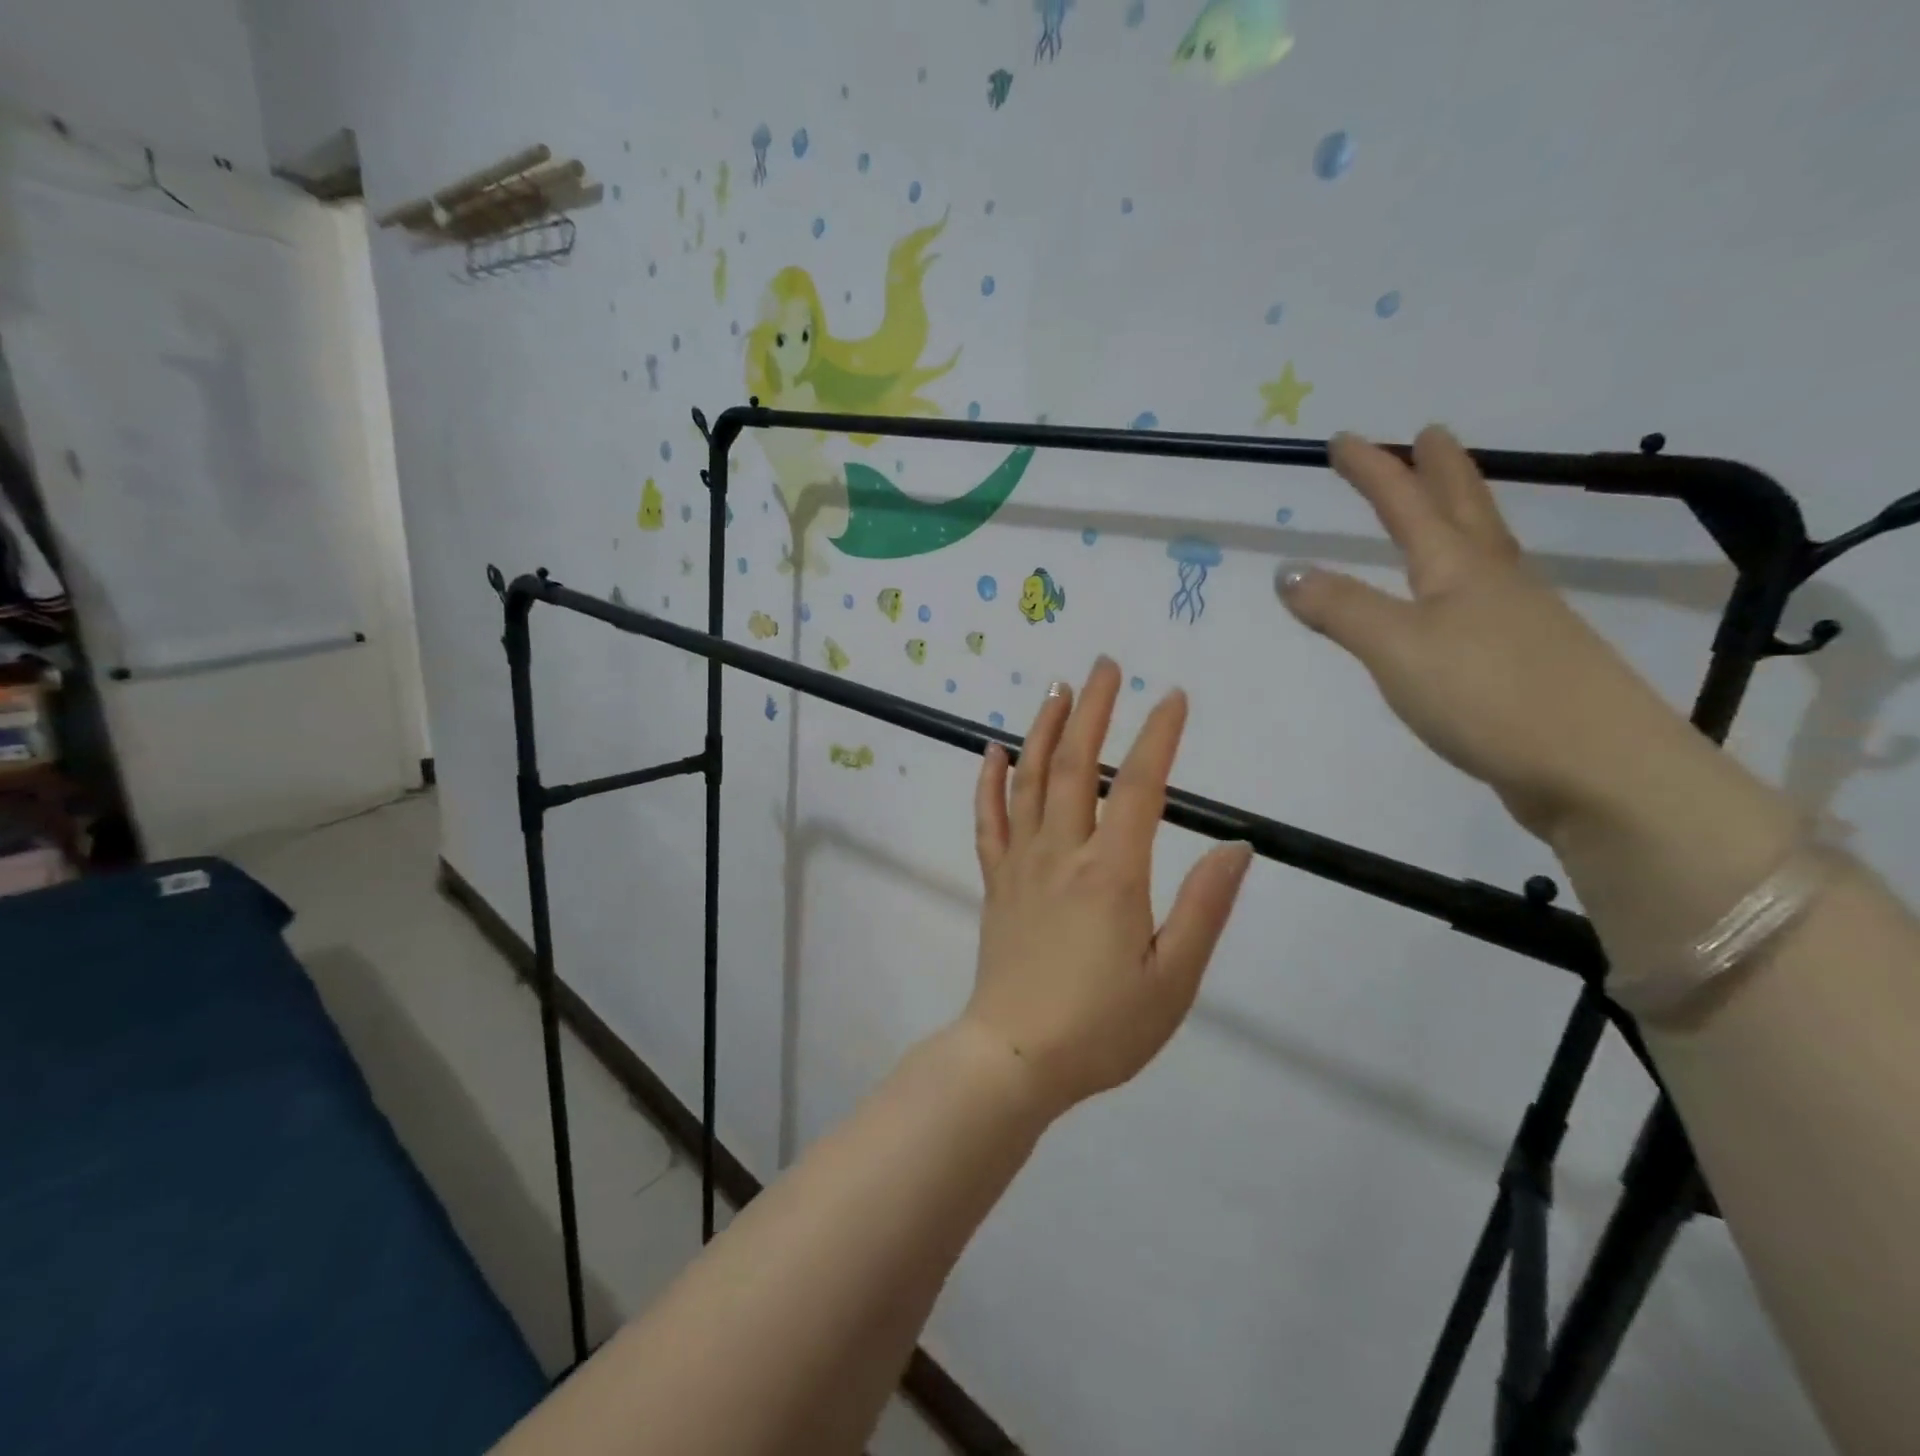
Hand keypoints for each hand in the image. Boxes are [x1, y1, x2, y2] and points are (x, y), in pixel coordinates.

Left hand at [966, 658, 1253, 1114]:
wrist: (1014, 1059)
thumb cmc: (1102, 1026)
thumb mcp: (1172, 979)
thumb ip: (1204, 908)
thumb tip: (1237, 847)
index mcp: (1111, 874)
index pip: (1138, 787)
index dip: (1158, 737)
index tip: (1173, 697)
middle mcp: (1061, 854)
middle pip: (1074, 766)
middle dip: (1092, 710)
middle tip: (1104, 666)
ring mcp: (1020, 864)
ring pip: (1028, 780)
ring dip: (1044, 729)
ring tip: (1057, 688)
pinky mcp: (995, 882)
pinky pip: (988, 820)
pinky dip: (989, 781)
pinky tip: (993, 751)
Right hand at [1277, 427, 1707, 841]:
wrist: (1596, 767)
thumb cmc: (1487, 694)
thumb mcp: (1396, 647)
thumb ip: (1341, 608)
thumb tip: (1288, 571)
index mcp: (1459, 568)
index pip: (1407, 505)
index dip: (1374, 470)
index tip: (1343, 439)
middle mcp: (1494, 581)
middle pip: (1465, 509)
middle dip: (1440, 470)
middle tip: (1430, 434)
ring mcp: (1519, 619)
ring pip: (1484, 549)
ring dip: (1462, 515)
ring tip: (1447, 503)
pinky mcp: (1526, 660)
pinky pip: (1488, 594)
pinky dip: (1467, 574)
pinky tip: (1462, 597)